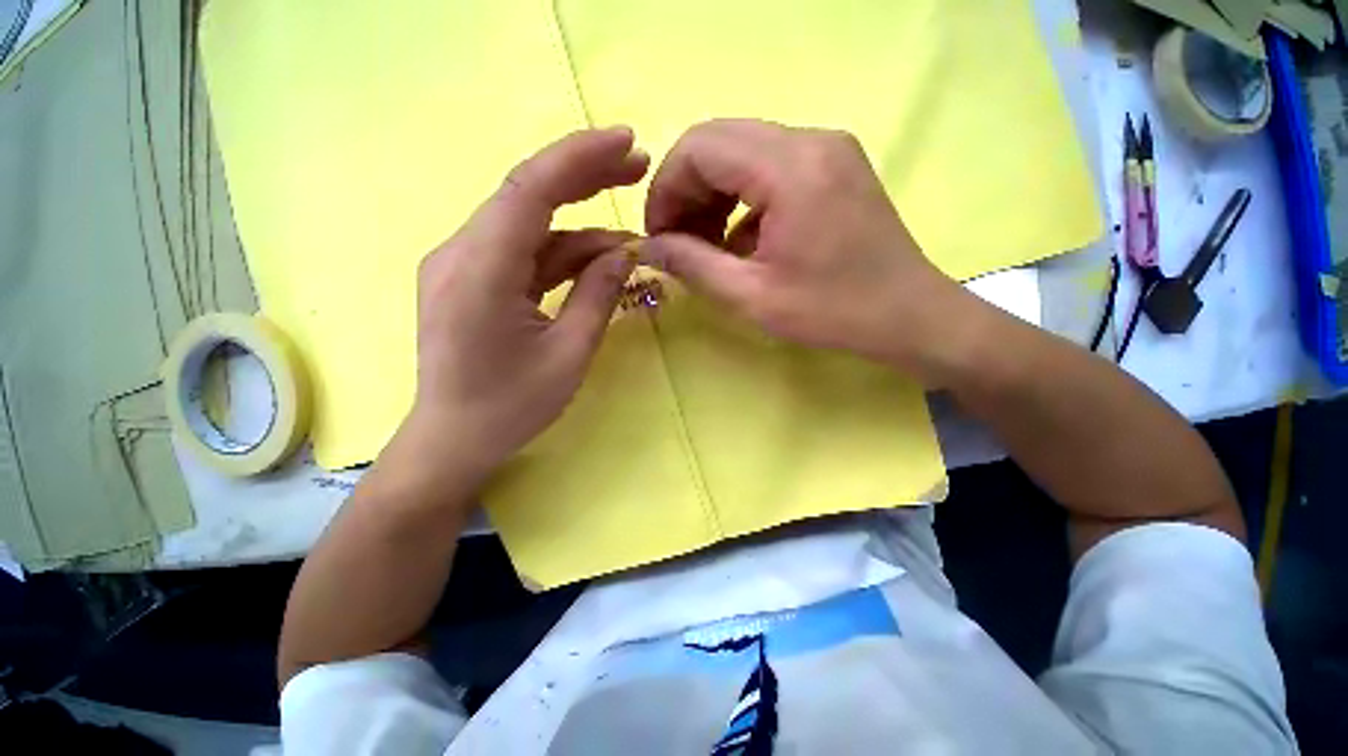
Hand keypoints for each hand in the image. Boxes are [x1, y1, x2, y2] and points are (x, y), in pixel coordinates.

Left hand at [396, 127, 648, 483]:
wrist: (452, 441)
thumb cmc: (511, 407)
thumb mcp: (569, 354)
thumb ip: (597, 295)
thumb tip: (623, 253)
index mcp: (480, 270)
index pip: (531, 189)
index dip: (579, 158)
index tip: (626, 141)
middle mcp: (461, 252)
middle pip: (528, 195)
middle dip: (584, 177)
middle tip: (636, 168)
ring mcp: (463, 264)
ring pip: (530, 227)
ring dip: (581, 229)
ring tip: (632, 242)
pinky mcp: (472, 279)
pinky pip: (523, 253)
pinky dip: (562, 254)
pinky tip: (598, 263)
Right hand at [641, 119, 975, 384]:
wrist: (909, 316)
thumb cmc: (832, 311)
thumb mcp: (751, 296)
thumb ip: (692, 265)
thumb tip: (648, 247)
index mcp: (791, 168)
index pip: (699, 147)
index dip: (666, 189)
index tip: (659, 235)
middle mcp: (809, 140)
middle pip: (718, 141)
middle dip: (685, 191)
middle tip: (678, 241)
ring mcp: (826, 148)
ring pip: (742, 151)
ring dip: (712, 194)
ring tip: (706, 245)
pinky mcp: (834, 165)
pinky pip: (769, 167)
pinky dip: (741, 199)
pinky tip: (740, 241)